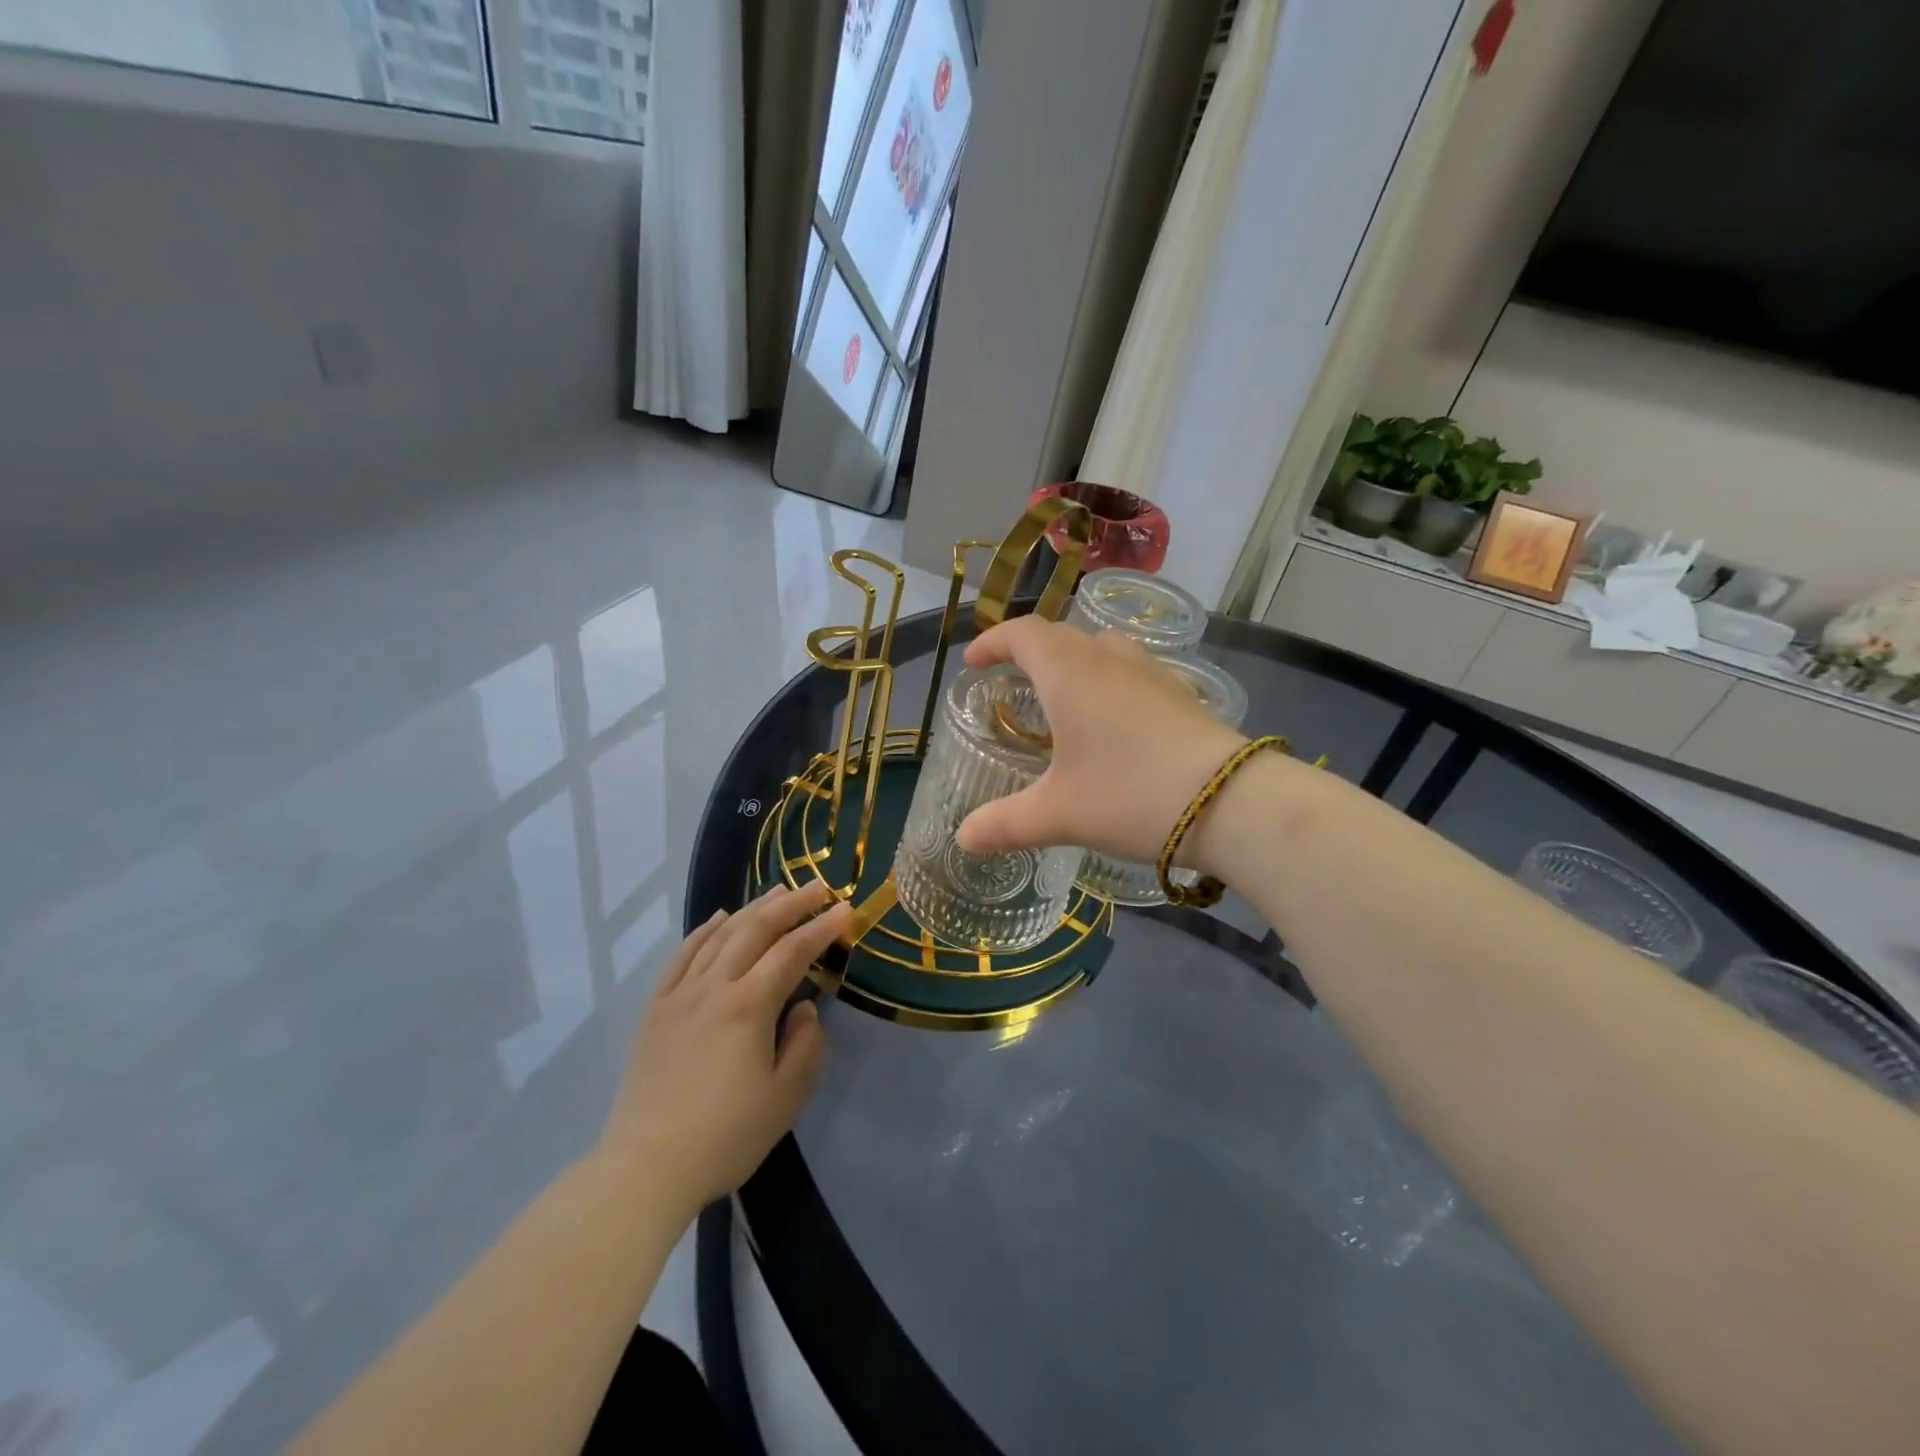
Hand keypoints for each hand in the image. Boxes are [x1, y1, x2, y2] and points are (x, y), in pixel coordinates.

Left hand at [597, 882, 850, 1218]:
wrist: (646, 1167)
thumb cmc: (725, 1136)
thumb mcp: (786, 1098)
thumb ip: (806, 1045)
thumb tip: (804, 1009)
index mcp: (749, 1006)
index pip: (792, 952)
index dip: (821, 928)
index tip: (846, 910)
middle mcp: (714, 987)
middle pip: (755, 930)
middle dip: (790, 904)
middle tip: (817, 887)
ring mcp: (680, 995)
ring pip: (720, 935)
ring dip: (752, 908)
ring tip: (778, 890)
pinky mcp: (656, 1009)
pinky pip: (683, 955)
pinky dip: (705, 930)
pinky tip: (720, 918)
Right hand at [955, 618, 1246, 864]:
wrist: (1231, 802)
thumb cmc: (1130, 795)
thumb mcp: (1060, 814)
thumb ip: (1006, 823)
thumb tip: (963, 838)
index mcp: (1070, 673)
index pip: (1024, 634)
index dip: (994, 641)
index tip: (975, 661)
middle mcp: (1109, 660)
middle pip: (1061, 636)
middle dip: (1029, 650)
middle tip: (1011, 679)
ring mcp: (1151, 673)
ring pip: (1102, 648)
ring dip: (1072, 661)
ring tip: (1060, 695)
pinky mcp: (1181, 694)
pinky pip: (1131, 671)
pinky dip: (1107, 681)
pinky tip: (1113, 720)